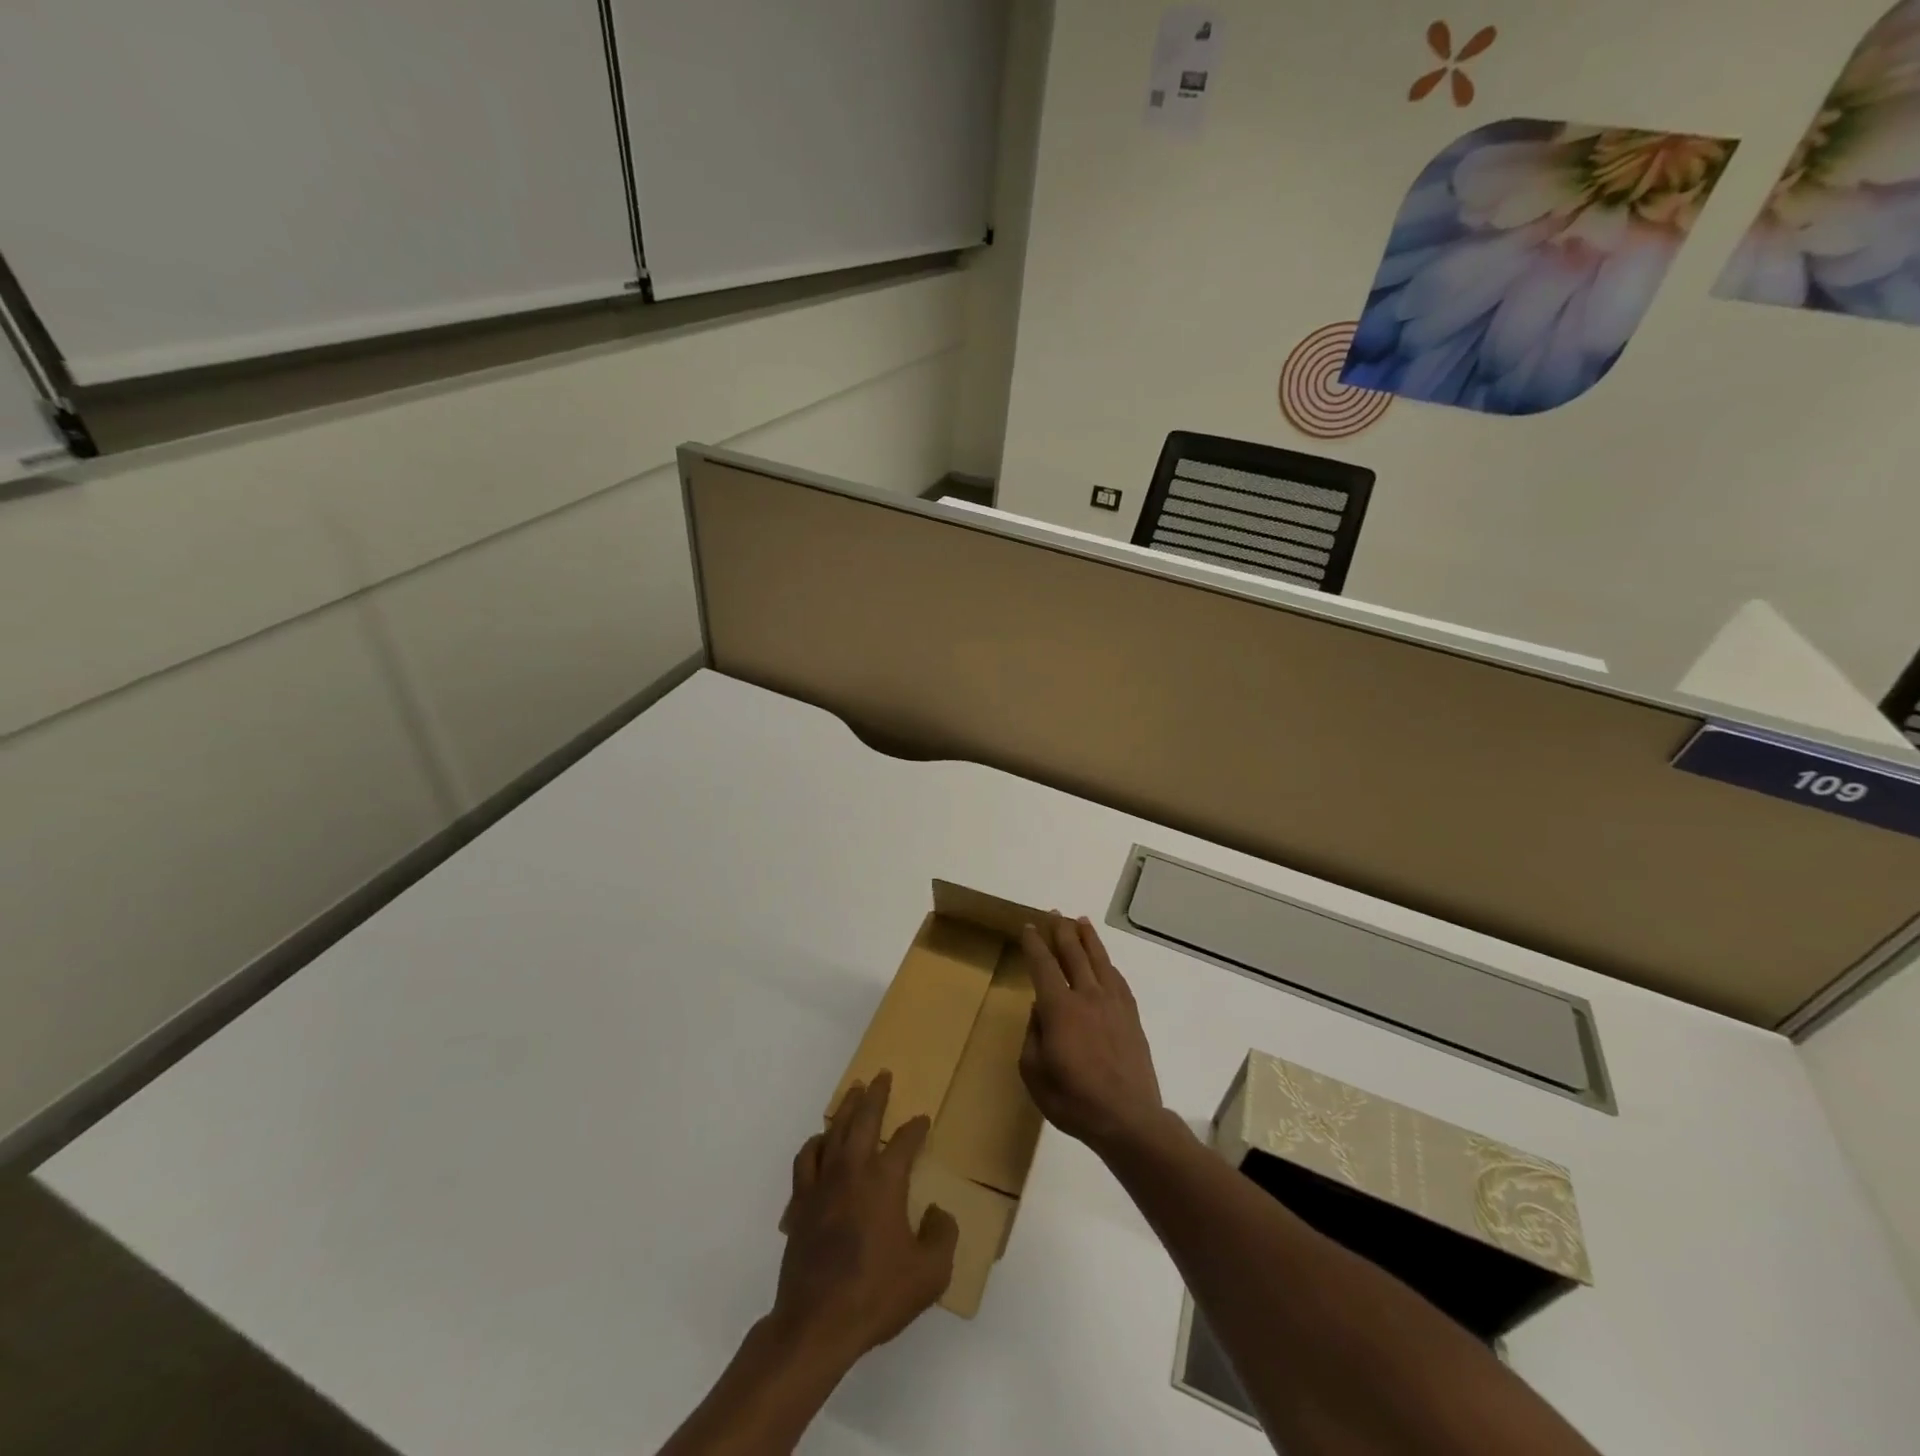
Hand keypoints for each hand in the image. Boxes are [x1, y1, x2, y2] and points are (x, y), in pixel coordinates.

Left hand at [772, 1071, 958, 1365]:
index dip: (916, 1128)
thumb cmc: (877, 1294)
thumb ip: (943, 1235)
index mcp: (884, 1180)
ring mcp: (821, 1185)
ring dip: (844, 1109)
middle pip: (863, 1120)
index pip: (904, 1141)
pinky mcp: (800, 1205)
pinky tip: (819, 1143)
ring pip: (832, 1132)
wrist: (817, 1323)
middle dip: (875, 1095)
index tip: (923, 1120)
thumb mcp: (930, 1273)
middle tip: (881, 1075)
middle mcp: (852, 1171)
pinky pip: (806, 1161)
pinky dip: (814, 1145)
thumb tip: (938, 1211)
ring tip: (851, 1093)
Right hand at [1019, 915, 1165, 1155]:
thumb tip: (1040, 1011)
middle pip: (1073, 954)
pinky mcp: (1131, 1016)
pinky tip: (1105, 962)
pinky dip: (1107, 964)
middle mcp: (1087, 996)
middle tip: (1054, 914)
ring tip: (1080, 921)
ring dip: (1088, 938)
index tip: (1029, 927)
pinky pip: (1117, 979)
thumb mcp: (1034, 1073)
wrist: (1128, 1119)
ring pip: (1099, 960)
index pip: (1043, 965)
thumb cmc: (1074, 1100)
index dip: (1035, 944)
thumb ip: (1032, 1036)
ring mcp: (1113, 1004)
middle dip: (1061, 931)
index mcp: (1059, 1008)